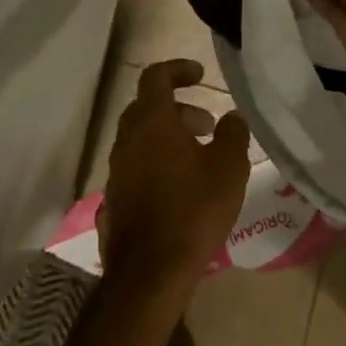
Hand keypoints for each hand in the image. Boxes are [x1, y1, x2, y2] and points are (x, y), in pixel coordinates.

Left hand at [100, 60, 251, 290]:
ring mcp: (115, 174)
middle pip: (146, 108)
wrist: (149, 276)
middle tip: (205, 125)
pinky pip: (133, 173)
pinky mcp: (112, 205)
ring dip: (165, 140)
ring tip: (196, 161)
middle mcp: (127, 141)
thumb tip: (232, 116)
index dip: (178, 69)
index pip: (156, 76)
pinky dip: (154, 169)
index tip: (200, 75)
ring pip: (138, 141)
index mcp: (152, 122)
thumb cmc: (193, 210)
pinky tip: (174, 193)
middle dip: (177, 109)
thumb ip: (233, 133)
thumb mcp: (229, 167)